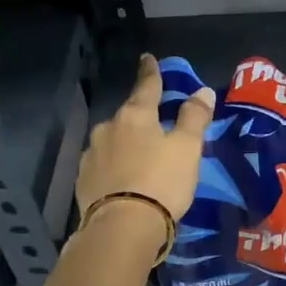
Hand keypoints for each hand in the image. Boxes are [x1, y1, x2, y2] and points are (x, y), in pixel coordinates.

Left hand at [76, 54, 214, 221]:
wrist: (122, 227)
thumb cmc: (161, 181)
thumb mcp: (188, 149)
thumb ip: (194, 118)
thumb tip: (202, 91)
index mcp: (135, 116)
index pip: (147, 87)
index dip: (151, 73)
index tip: (147, 58)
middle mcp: (108, 128)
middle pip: (128, 116)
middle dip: (140, 119)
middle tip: (155, 130)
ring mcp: (91, 155)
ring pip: (113, 141)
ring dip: (125, 145)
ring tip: (139, 161)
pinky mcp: (83, 181)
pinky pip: (103, 166)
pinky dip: (115, 167)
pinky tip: (123, 180)